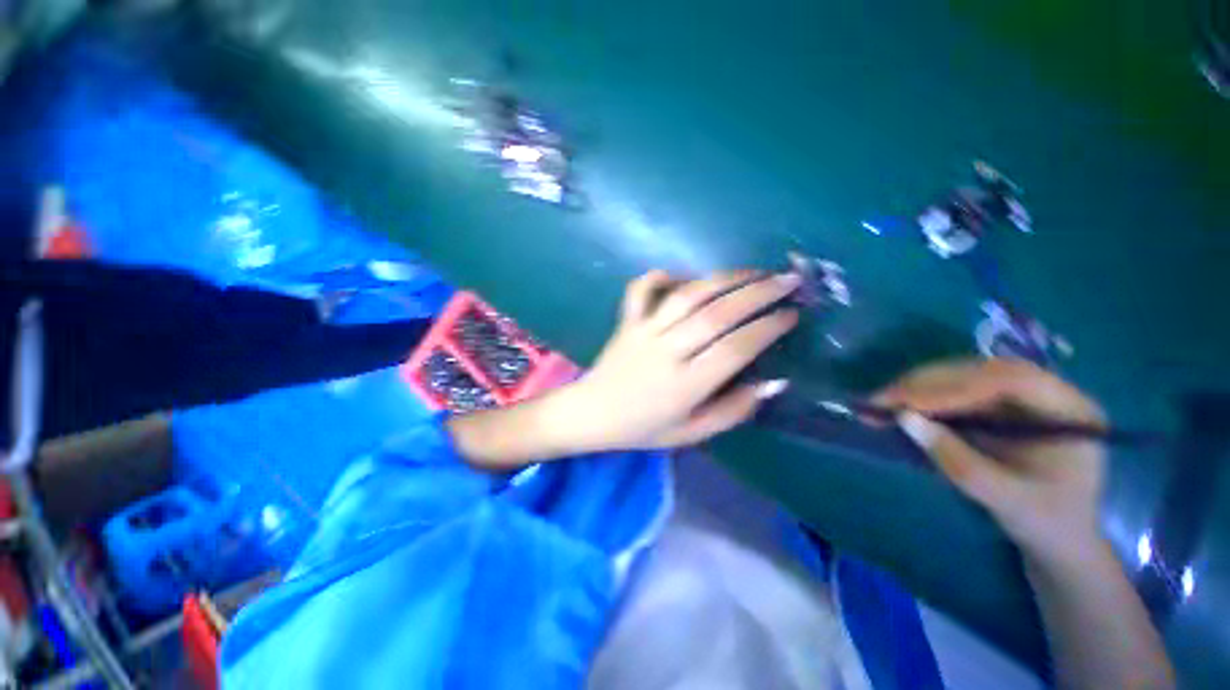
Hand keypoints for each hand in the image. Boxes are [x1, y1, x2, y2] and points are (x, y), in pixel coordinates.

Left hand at [564, 269, 799, 451]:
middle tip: (788, 280)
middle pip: (717, 314)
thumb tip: (771, 383)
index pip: (735, 348)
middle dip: (758, 293)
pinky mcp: (626, 321)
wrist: (591, 415)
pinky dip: (659, 277)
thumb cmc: (643, 429)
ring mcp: (643, 331)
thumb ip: (732, 411)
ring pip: (687, 296)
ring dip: (723, 279)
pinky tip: (678, 273)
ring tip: (753, 271)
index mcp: (685, 385)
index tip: (792, 314)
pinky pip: (641, 290)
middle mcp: (666, 351)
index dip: (768, 328)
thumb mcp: (691, 434)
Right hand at [874, 359, 1106, 563]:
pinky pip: (957, 393)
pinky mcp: (999, 408)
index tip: (908, 404)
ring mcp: (1021, 399)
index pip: (1010, 380)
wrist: (1060, 541)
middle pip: (980, 372)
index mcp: (1069, 410)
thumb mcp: (1005, 500)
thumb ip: (958, 461)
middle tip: (882, 399)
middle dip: (927, 384)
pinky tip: (900, 406)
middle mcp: (1046, 393)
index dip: (955, 387)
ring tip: (882, 402)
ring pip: (963, 378)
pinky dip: (924, 398)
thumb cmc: (1046, 524)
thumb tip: (904, 419)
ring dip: (919, 388)